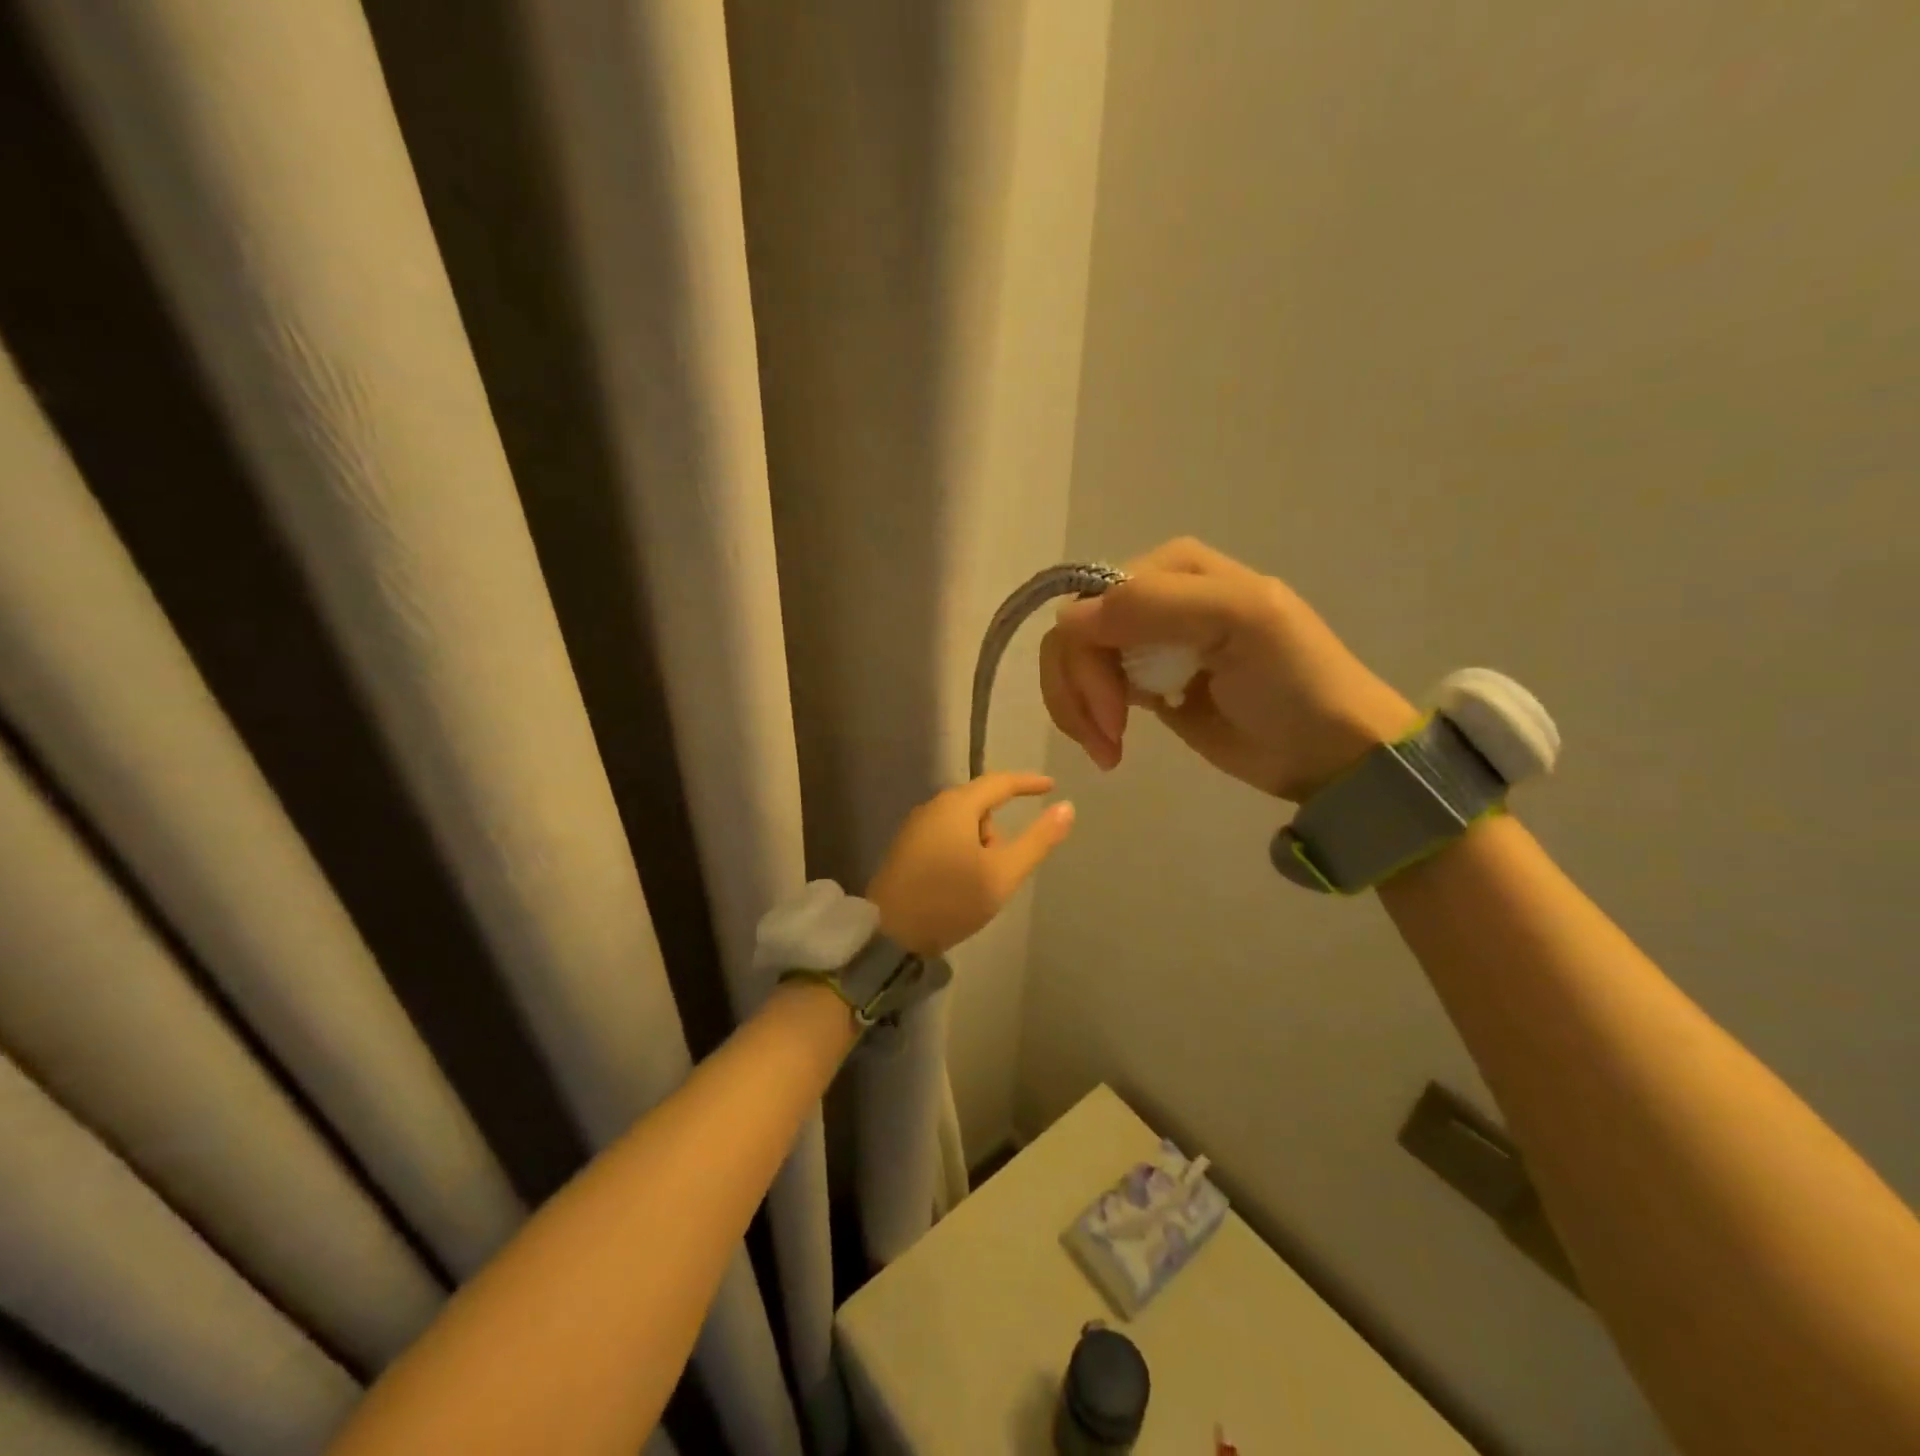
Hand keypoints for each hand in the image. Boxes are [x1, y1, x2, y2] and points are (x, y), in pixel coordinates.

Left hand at [865, 774, 1074, 955]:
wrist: (889, 934)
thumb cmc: (950, 900)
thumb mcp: (1002, 874)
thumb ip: (1037, 840)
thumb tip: (1067, 807)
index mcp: (957, 806)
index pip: (1000, 782)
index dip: (1028, 783)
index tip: (1051, 786)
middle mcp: (933, 807)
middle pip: (980, 805)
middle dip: (998, 831)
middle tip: (1004, 869)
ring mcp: (916, 827)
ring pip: (963, 824)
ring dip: (980, 845)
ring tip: (979, 884)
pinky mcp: (906, 848)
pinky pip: (946, 837)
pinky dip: (962, 852)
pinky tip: (959, 884)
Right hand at [1040, 538, 1415, 801]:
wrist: (1327, 751)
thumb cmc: (1294, 681)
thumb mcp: (1240, 620)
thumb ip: (1155, 605)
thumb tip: (1067, 620)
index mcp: (1173, 568)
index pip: (1091, 600)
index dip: (1088, 654)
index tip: (1115, 709)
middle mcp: (1150, 599)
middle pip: (1074, 634)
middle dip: (1080, 689)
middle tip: (1110, 737)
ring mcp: (1143, 644)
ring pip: (1072, 663)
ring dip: (1077, 710)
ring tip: (1108, 752)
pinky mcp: (1142, 686)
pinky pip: (1086, 690)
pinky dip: (1086, 720)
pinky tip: (1110, 749)